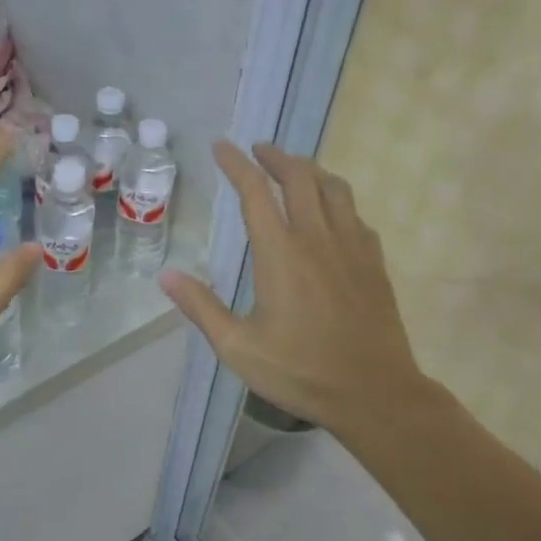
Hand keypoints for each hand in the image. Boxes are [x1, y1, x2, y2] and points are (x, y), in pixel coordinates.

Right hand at [160, 141, 429, 434]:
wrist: (374, 393)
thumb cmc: (300, 372)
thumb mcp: (238, 348)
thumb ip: (201, 307)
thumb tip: (166, 274)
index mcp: (281, 254)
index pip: (255, 192)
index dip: (236, 165)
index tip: (222, 147)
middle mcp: (318, 238)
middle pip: (299, 177)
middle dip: (276, 157)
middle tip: (258, 150)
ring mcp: (352, 247)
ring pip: (333, 188)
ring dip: (310, 171)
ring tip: (293, 170)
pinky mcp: (373, 262)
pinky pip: (355, 214)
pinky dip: (336, 199)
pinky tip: (331, 212)